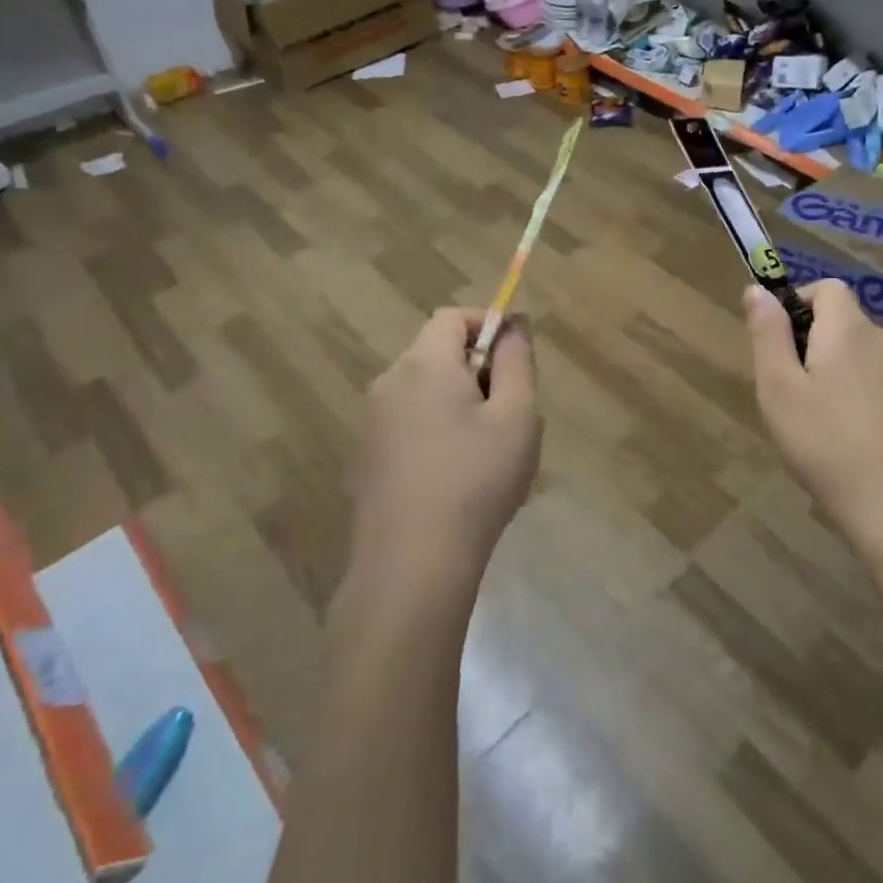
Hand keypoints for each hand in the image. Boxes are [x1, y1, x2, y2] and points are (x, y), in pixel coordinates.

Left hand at [346, 309, 541, 587]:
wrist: (411, 565)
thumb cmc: (476, 480)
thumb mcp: (517, 416)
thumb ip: (516, 362)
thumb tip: (512, 326)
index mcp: (424, 365)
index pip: (452, 317)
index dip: (487, 324)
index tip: (516, 357)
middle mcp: (389, 382)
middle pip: (437, 353)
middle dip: (477, 369)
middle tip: (510, 412)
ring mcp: (372, 422)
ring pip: (425, 391)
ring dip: (459, 402)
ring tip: (488, 450)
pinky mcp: (366, 457)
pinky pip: (409, 422)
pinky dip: (436, 429)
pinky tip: (457, 477)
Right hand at [744, 280, 882, 568]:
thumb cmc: (826, 444)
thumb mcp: (779, 388)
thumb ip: (768, 333)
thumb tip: (758, 289)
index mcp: (850, 329)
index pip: (828, 288)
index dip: (798, 302)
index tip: (777, 343)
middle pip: (843, 322)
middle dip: (811, 343)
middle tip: (788, 392)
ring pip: (859, 355)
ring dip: (833, 372)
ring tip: (814, 422)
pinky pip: (877, 383)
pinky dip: (856, 396)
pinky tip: (845, 440)